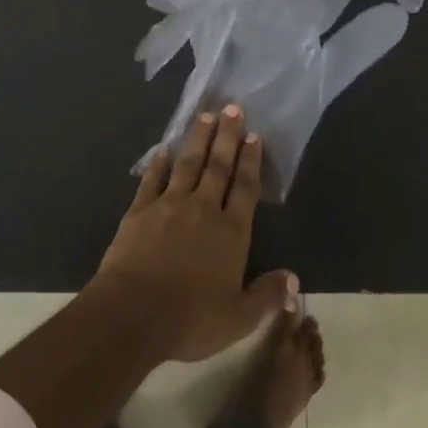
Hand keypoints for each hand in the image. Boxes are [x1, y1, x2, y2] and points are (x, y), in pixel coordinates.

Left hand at [94, 107, 298, 362]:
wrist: (133, 313)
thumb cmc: (190, 319)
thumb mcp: (239, 318)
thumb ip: (266, 296)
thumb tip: (294, 280)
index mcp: (230, 232)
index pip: (245, 188)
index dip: (251, 161)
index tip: (254, 135)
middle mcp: (202, 209)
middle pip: (218, 166)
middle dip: (227, 136)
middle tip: (232, 107)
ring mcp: (169, 205)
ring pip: (187, 164)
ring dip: (197, 140)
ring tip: (205, 116)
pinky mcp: (139, 210)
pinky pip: (152, 180)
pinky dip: (158, 164)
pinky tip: (162, 150)